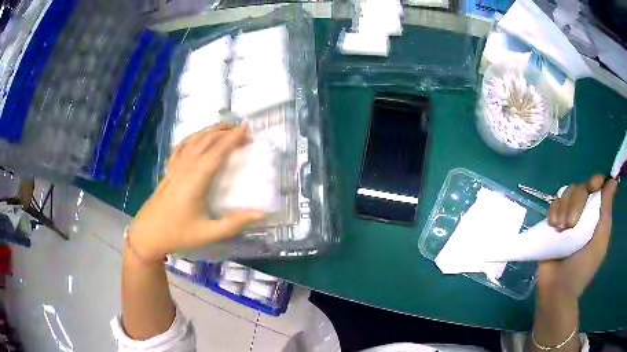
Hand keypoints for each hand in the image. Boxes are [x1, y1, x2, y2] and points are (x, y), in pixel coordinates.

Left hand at [127, 123, 263, 260]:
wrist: (148, 233)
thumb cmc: (178, 233)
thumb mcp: (208, 233)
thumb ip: (234, 223)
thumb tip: (261, 214)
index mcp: (197, 178)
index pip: (218, 151)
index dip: (233, 138)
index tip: (247, 128)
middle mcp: (186, 166)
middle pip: (206, 140)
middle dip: (225, 131)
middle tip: (242, 131)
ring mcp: (175, 166)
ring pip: (193, 139)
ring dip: (210, 130)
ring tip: (224, 128)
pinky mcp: (169, 170)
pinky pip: (182, 146)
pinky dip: (193, 137)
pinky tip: (197, 138)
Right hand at [538, 175, 617, 299]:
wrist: (557, 290)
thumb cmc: (582, 269)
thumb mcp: (600, 242)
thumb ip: (606, 212)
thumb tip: (612, 181)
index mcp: (596, 216)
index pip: (597, 187)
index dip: (596, 181)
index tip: (594, 186)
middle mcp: (583, 213)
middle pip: (581, 187)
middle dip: (576, 202)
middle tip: (571, 225)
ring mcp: (567, 218)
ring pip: (566, 193)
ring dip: (564, 208)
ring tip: (560, 229)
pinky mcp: (553, 224)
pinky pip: (553, 204)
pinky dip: (553, 211)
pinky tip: (553, 226)